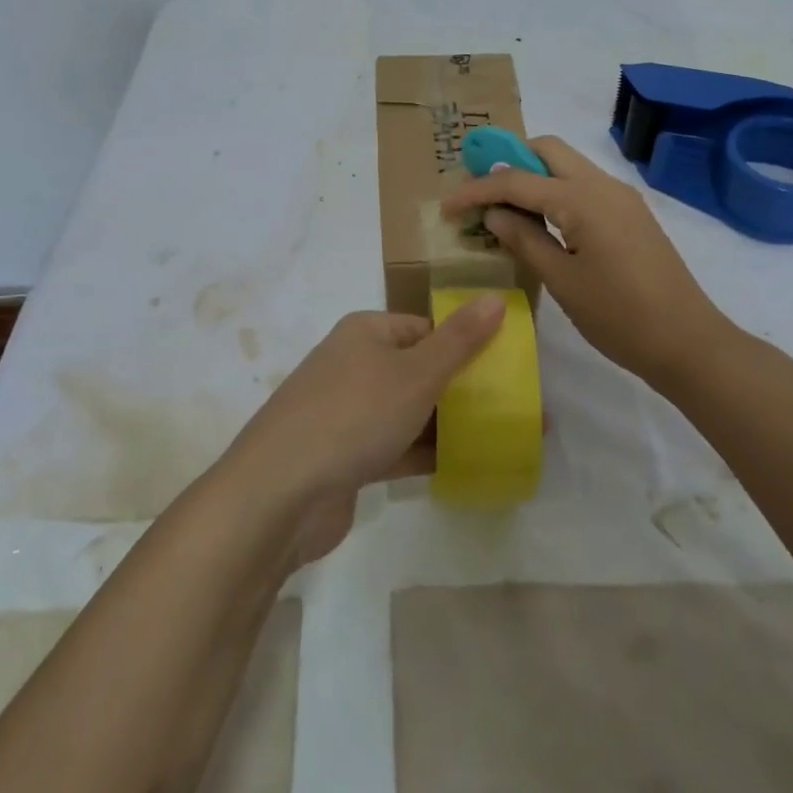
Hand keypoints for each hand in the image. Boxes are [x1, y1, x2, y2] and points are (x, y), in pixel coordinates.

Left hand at [222, 300, 505, 565]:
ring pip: (409, 411)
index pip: (426, 329)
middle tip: (513, 409)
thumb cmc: (353, 416)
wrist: (279, 494)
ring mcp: (346, 413)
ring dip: (449, 424)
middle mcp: (353, 365)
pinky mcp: (345, 457)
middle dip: (463, 389)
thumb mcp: (415, 374)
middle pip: (419, 370)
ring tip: (502, 438)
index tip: (507, 370)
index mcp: (366, 333)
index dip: (466, 345)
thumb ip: (459, 341)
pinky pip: (395, 447)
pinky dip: (425, 454)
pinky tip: (466, 467)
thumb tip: (495, 298)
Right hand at [439, 135, 735, 389]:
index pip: (517, 180)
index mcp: (582, 199)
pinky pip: (583, 185)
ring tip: (502, 206)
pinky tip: (539, 219)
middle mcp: (603, 185)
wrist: (688, 342)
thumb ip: (524, 239)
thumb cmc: (619, 317)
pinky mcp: (630, 213)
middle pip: (547, 150)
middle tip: (479, 192)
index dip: (477, 190)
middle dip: (507, 162)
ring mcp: (621, 197)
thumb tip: (493, 214)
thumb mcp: (562, 280)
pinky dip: (554, 190)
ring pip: (567, 165)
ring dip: (532, 175)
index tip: (447, 206)